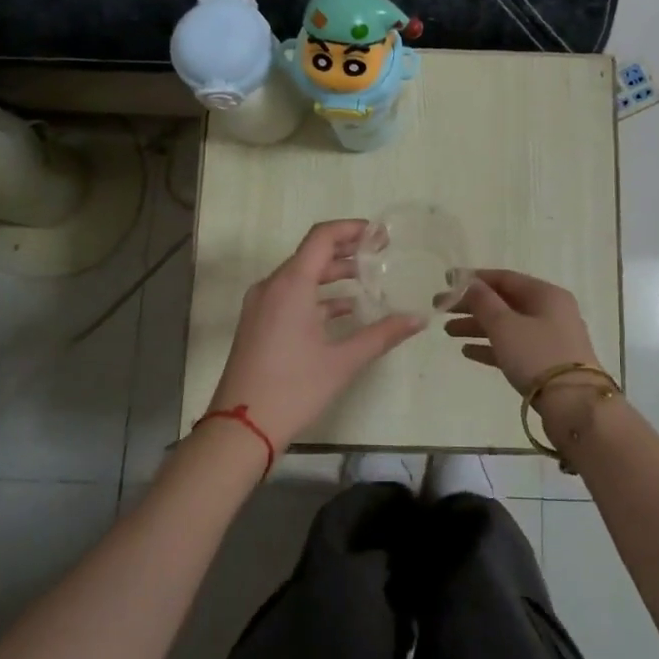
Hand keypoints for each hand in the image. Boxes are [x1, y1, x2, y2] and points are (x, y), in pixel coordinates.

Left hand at [209, 220, 424, 453]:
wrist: (240, 429)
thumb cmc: (293, 388)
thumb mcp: (343, 361)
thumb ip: (382, 334)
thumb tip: (418, 318)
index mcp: (291, 284)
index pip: (322, 237)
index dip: (352, 229)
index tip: (381, 235)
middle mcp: (272, 286)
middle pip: (312, 253)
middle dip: (347, 251)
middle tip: (381, 255)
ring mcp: (261, 305)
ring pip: (301, 276)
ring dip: (333, 275)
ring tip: (369, 282)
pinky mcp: (258, 323)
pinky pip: (291, 295)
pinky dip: (318, 296)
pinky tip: (345, 311)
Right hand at [445, 269, 604, 393]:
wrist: (575, 406)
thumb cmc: (538, 356)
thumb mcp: (505, 325)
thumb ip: (484, 302)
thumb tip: (469, 282)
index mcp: (546, 294)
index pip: (505, 278)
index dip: (474, 278)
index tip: (447, 281)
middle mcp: (551, 311)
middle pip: (504, 302)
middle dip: (472, 305)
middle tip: (440, 309)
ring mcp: (550, 338)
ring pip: (507, 325)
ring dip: (478, 326)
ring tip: (448, 332)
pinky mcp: (547, 363)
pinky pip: (514, 347)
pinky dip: (491, 346)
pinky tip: (467, 351)